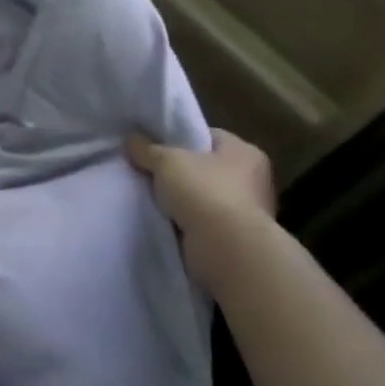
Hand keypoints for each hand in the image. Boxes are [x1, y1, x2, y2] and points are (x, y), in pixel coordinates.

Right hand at [127, 128, 276, 292]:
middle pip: (205, 167)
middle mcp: (253, 178)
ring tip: (151, 197)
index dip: (180, 138)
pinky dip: (186, 221)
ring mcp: (247, 210)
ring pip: (203, 195)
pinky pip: (203, 221)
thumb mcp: (166, 161)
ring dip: (182, 199)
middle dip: (178, 171)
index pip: (209, 136)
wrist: (226, 249)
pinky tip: (164, 219)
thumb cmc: (203, 192)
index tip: (154, 146)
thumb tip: (131, 138)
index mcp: (245, 152)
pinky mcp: (236, 236)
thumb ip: (147, 148)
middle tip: (148, 171)